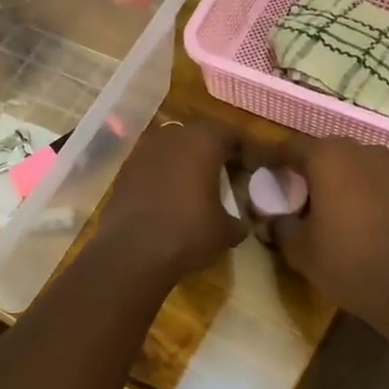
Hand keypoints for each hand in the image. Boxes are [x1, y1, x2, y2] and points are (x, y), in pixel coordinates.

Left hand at [92, 119, 249, 283]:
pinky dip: (169, 175)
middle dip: (220, 153)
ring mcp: (144, 151)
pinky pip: (156, 166)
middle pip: (203, 137)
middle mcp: (173, 136)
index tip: (262, 166)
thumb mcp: (226, 231)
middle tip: (234, 174)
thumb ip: (240, 219)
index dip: (252, 151)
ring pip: (176, 149)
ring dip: (191, 163)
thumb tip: (242, 222)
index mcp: (203, 140)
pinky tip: (174, 198)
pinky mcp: (125, 170)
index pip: (235, 135)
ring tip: (203, 187)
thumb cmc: (188, 232)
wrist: (131, 252)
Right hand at [268, 138, 388, 333]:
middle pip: (320, 152)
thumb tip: (268, 217)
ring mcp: (387, 166)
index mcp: (328, 156)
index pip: (288, 148)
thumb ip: (278, 223)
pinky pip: (368, 178)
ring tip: (316, 206)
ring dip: (329, 178)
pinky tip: (345, 215)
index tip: (256, 174)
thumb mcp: (298, 248)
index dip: (269, 160)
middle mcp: (360, 150)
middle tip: (286, 193)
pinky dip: (352, 188)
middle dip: (302, 169)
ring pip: (347, 164)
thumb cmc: (346, 262)